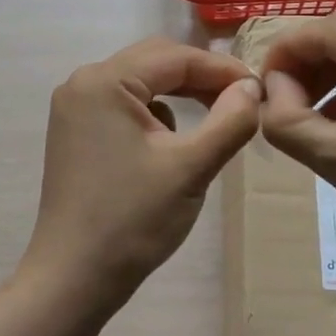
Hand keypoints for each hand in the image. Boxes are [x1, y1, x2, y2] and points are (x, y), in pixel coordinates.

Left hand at [23, 38, 261, 307]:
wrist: (74, 278)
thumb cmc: (133, 220)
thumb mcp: (191, 168)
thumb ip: (230, 120)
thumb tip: (253, 87)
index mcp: (104, 81)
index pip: (175, 57)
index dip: (223, 69)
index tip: (261, 88)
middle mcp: (82, 83)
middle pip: (155, 62)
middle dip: (201, 78)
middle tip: (243, 100)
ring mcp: (74, 108)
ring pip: (141, 83)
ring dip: (180, 94)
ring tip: (217, 118)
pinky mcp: (76, 132)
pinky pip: (125, 105)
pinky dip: (156, 114)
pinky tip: (173, 144)